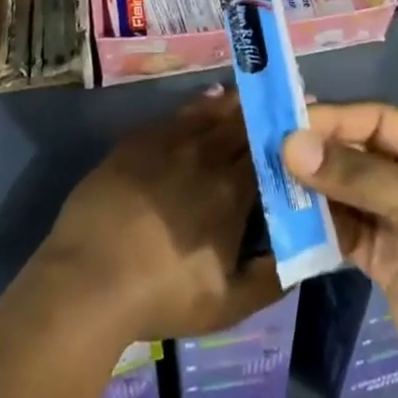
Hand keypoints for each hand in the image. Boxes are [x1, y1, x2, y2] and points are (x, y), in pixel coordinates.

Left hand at [37, 86, 281, 345]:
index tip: (308, 120)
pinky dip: (199, 105)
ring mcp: (168, 143)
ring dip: (235, 101)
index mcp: (231, 190)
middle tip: (283, 98)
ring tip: (251, 92)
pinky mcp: (137, 141)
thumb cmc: (162, 296)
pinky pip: (177, 114)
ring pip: (211, 111)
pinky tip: (208, 100)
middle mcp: (205, 155)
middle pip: (242, 121)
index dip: (289, 134)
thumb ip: (272, 279)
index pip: (270, 150)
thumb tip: (307, 252)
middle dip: (265, 110)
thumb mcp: (227, 306)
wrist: (88, 281)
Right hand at [283, 103, 397, 397]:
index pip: (375, 120)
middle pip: (354, 152)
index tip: (285, 125)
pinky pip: (340, 230)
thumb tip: (290, 143)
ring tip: (269, 184)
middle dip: (316, 152)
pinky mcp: (379, 260)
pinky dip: (315, 226)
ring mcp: (395, 220)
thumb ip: (356, 174)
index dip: (333, 119)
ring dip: (310, 189)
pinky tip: (287, 221)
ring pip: (342, 191)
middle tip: (266, 153)